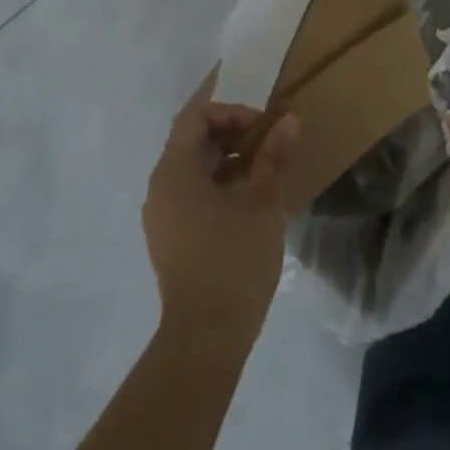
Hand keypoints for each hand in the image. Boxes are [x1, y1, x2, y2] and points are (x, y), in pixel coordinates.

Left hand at [143, 87, 298, 336]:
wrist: (205, 338)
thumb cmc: (233, 258)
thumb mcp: (262, 201)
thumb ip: (274, 156)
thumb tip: (289, 121)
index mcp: (174, 170)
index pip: (196, 116)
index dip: (231, 111)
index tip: (263, 126)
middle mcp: (160, 187)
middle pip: (193, 141)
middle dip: (233, 134)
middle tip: (269, 145)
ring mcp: (162, 217)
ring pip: (194, 170)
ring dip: (228, 161)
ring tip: (265, 174)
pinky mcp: (170, 241)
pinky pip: (191, 196)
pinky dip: (218, 186)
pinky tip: (249, 204)